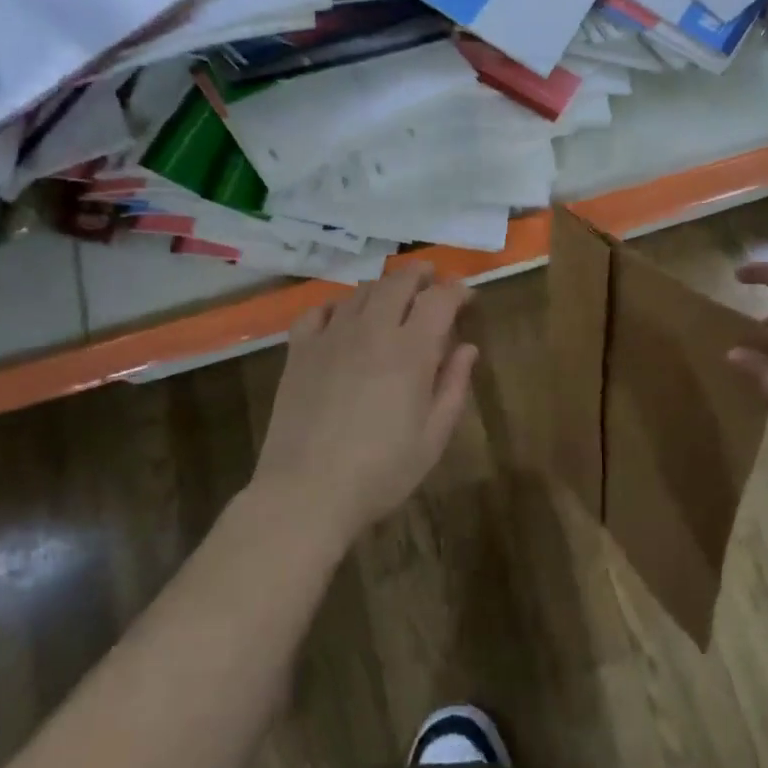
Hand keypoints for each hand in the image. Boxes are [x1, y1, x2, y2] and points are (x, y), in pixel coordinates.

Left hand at [249, 263, 478, 541]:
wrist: (306, 493)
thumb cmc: (382, 471)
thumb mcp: (433, 436)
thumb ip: (453, 386)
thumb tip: (467, 348)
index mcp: (411, 350)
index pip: (439, 300)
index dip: (457, 291)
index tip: (467, 296)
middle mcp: (372, 331)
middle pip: (398, 283)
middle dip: (421, 275)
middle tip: (433, 279)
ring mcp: (331, 338)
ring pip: (361, 292)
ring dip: (384, 287)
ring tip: (394, 296)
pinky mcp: (300, 352)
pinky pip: (318, 311)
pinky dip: (338, 305)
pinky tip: (343, 316)